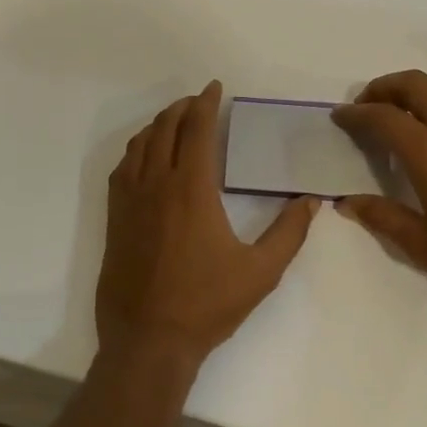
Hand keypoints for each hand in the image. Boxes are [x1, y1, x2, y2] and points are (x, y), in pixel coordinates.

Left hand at [96, 82, 319, 375]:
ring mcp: (130, 201)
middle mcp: (157, 185)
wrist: (148, 338)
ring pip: (140, 145)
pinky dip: (136, 150)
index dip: (206, 104)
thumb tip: (311, 202)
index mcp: (192, 190)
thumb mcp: (261, 272)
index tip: (214, 88)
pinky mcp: (115, 218)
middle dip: (183, 108)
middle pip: (165, 129)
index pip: (197, 130)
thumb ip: (289, 232)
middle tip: (198, 102)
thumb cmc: (206, 304)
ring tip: (174, 120)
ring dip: (158, 125)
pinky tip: (144, 156)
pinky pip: (122, 169)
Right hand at [332, 70, 426, 294]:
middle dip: (385, 86)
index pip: (385, 116)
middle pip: (417, 85)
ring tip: (395, 115)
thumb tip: (348, 202)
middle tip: (366, 106)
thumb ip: (382, 218)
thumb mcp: (422, 244)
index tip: (339, 116)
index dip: (357, 112)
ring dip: (413, 92)